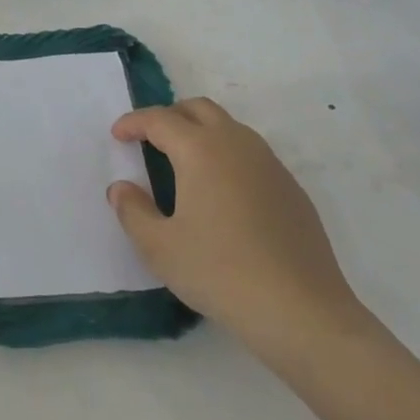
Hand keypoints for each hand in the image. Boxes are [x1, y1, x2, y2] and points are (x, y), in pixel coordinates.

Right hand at [108, 98, 372, 366]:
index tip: (118, 135)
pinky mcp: (291, 188)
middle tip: (149, 141)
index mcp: (200, 150)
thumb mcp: (160, 248)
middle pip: (199, 109)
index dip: (134, 123)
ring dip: (201, 133)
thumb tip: (121, 189)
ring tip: (184, 166)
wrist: (301, 310)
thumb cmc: (220, 272)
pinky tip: (222, 195)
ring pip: (229, 128)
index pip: (160, 120)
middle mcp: (237, 144)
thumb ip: (133, 211)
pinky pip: (251, 155)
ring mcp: (269, 164)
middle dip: (170, 117)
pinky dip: (227, 157)